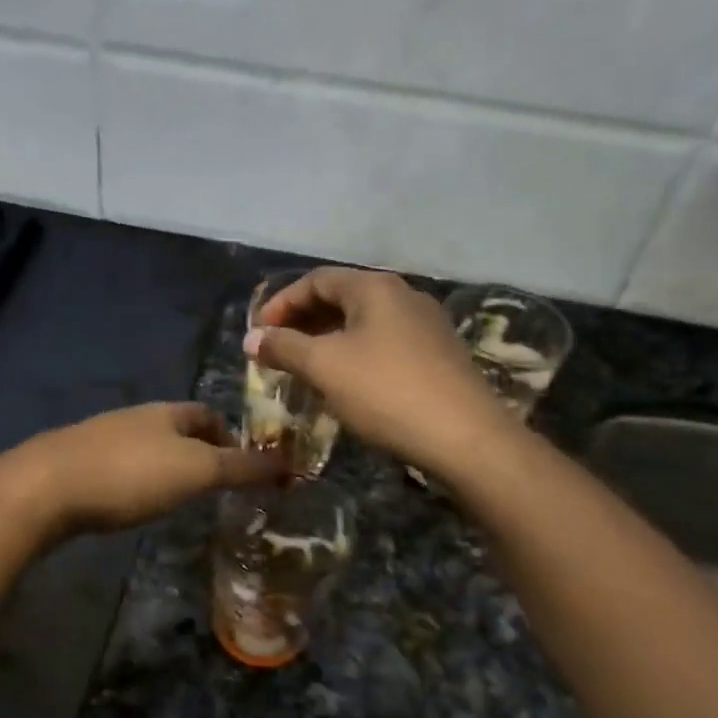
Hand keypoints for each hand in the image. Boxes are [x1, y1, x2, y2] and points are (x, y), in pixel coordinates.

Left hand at [9, 403, 286, 539]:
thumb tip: (290, 464)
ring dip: (167, 467)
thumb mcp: (196, 471)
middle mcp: (136, 417)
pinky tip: (133, 503)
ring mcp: (102, 438)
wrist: (46, 487)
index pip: (208, 414)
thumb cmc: (130, 474)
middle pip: (177, 430)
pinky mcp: (77, 463)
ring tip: (179, 498)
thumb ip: (243, 468)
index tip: (245, 467)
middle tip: (215, 488)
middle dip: (199, 453)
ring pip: (147, 448)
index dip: (230, 436)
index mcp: (167, 412)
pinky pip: (120, 466)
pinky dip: (137, 480)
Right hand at [247, 268, 508, 476]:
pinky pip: (384, 343)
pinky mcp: (438, 355)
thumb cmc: (385, 391)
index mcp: (375, 287)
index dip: (282, 303)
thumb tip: (252, 338)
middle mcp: (403, 295)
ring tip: (305, 367)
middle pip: (342, 297)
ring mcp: (426, 325)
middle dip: (304, 321)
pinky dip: (355, 354)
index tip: (259, 333)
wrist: (465, 437)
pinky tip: (346, 382)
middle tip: (278, 350)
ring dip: (328, 339)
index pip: (317, 280)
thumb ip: (284, 347)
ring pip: (364, 322)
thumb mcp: (325, 367)